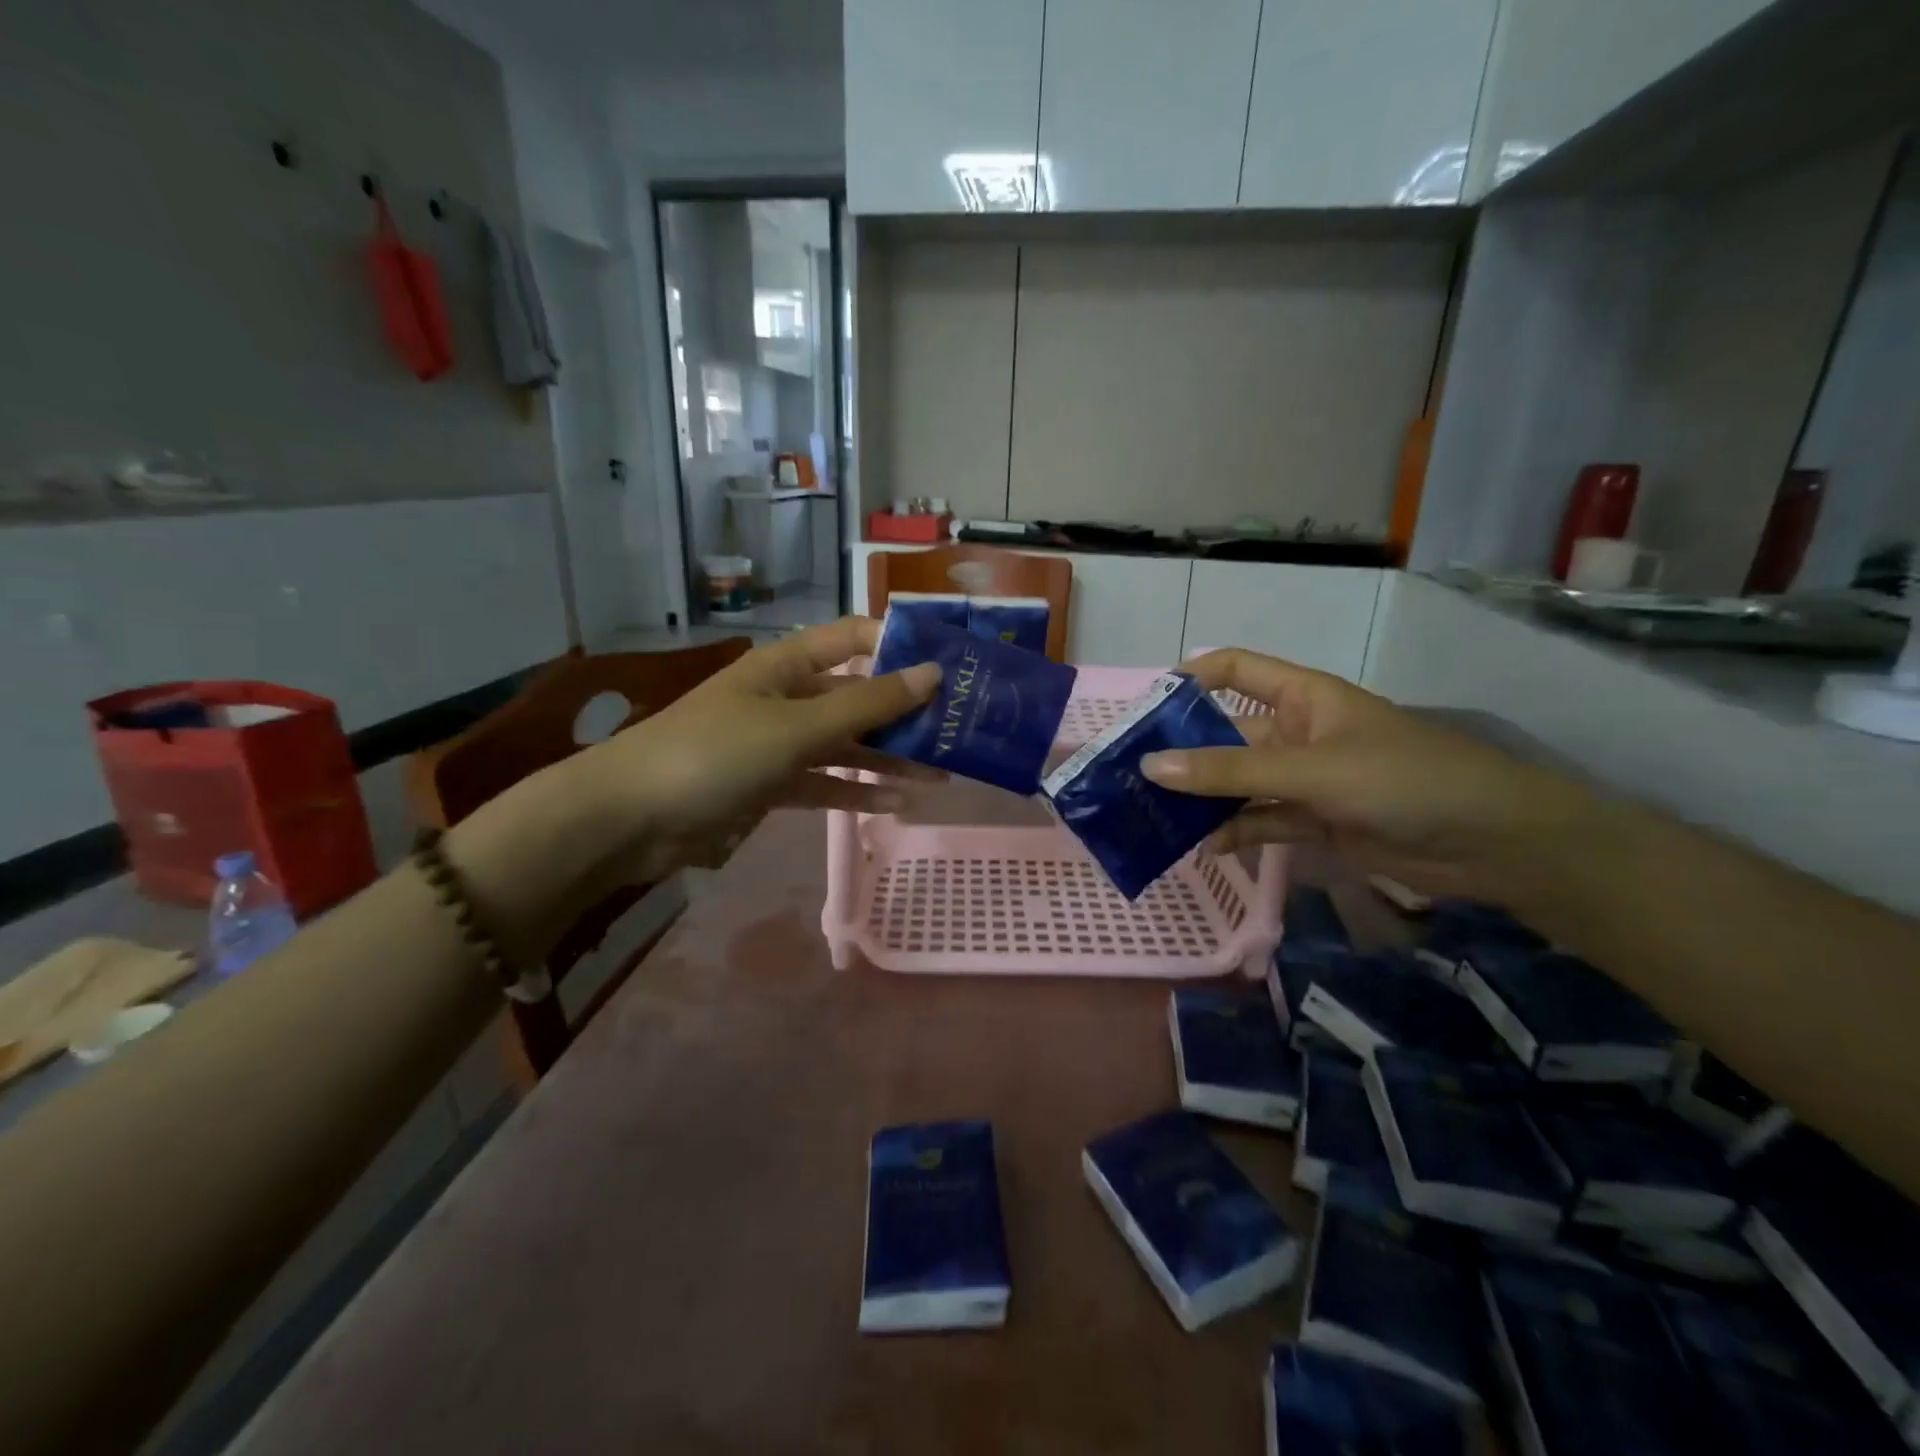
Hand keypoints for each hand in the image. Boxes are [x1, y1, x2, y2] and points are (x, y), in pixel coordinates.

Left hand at [576, 617, 940, 880]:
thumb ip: (867, 705)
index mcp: (787, 665)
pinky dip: (858, 791)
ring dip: (889, 758)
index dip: (899, 645)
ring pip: (846, 744)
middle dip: (905, 713)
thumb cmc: (715, 753)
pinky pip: (826, 783)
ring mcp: (779, 743)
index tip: (950, 664)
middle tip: (958, 730)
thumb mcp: (797, 726)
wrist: (631, 818)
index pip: (854, 638)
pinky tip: (897, 803)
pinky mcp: (772, 785)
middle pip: (857, 696)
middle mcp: (788, 697)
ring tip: (942, 774)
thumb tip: (933, 673)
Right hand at [1140, 648, 1589, 896]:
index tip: (1144, 707)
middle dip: (1182, 754)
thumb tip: (1150, 766)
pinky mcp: (1314, 821)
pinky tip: (1203, 848)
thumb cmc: (1405, 780)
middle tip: (1129, 779)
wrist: (1492, 844)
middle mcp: (1295, 732)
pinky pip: (1260, 820)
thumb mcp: (1312, 770)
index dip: (1189, 678)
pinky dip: (1234, 831)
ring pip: (1237, 783)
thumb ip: (1231, 772)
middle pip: (1225, 735)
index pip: (1233, 670)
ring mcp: (1303, 779)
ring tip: (1151, 818)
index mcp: (1300, 697)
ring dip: (1201, 799)